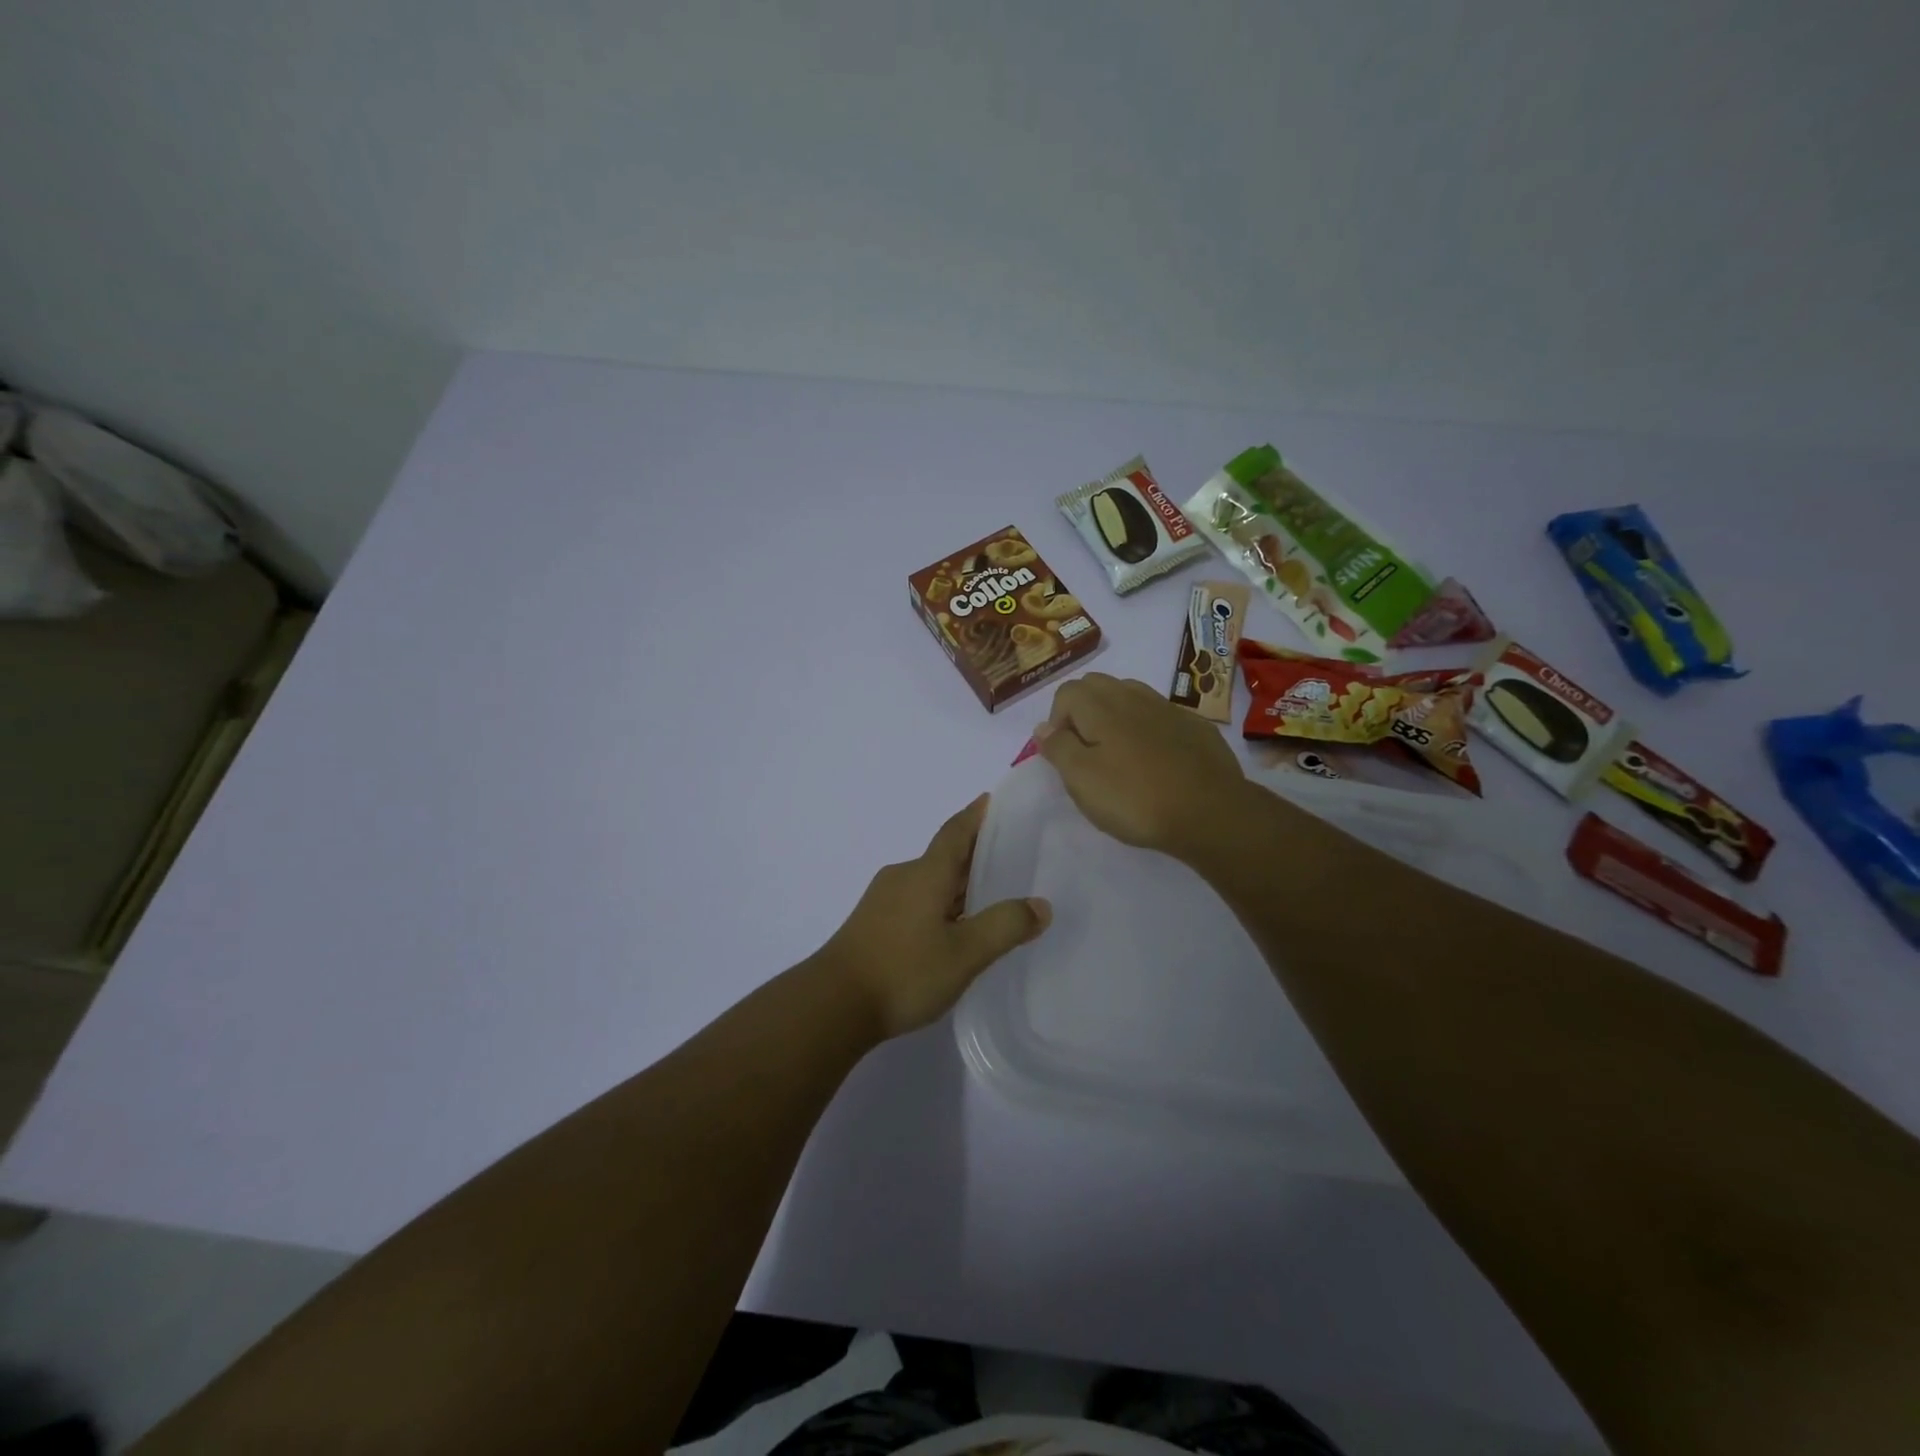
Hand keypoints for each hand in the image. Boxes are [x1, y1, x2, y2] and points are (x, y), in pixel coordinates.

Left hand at [818, 796, 1050, 1038]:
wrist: (833, 1004)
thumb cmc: (904, 971)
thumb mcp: (965, 954)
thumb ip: (1005, 926)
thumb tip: (1041, 905)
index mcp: (926, 873)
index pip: (955, 832)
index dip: (976, 815)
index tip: (993, 799)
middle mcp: (903, 877)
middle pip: (944, 856)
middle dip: (975, 854)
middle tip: (1010, 856)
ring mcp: (883, 900)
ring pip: (930, 882)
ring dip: (958, 884)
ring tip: (990, 896)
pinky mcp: (873, 924)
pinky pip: (916, 901)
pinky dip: (940, 904)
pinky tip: (953, 930)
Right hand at [1034, 673, 1250, 861]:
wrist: (1211, 812)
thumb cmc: (1135, 798)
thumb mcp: (1082, 780)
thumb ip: (1059, 748)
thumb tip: (1043, 727)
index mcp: (1101, 707)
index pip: (1066, 692)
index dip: (1057, 720)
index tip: (1064, 753)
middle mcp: (1133, 697)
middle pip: (1097, 685)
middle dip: (1083, 710)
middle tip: (1086, 751)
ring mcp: (1168, 709)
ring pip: (1130, 695)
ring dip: (1115, 715)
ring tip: (1118, 753)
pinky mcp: (1195, 726)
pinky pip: (1160, 714)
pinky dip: (1147, 727)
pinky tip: (1155, 759)